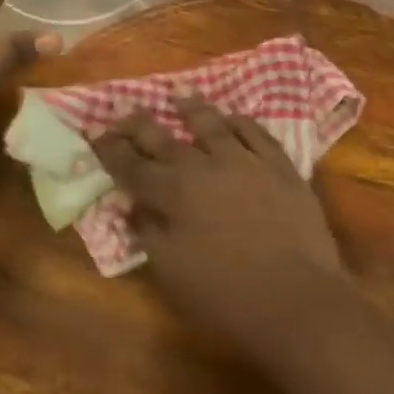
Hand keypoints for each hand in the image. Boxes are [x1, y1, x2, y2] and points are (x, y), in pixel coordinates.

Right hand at [94, 99, 345, 355]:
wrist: (297, 299)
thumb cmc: (227, 296)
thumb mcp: (173, 274)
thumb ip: (148, 234)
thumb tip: (132, 207)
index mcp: (173, 194)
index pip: (132, 167)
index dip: (111, 151)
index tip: (96, 135)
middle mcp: (204, 166)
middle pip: (164, 137)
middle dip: (139, 123)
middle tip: (125, 110)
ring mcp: (244, 160)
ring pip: (211, 124)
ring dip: (191, 108)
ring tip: (179, 94)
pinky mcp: (279, 165)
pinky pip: (255, 132)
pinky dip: (240, 121)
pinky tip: (233, 117)